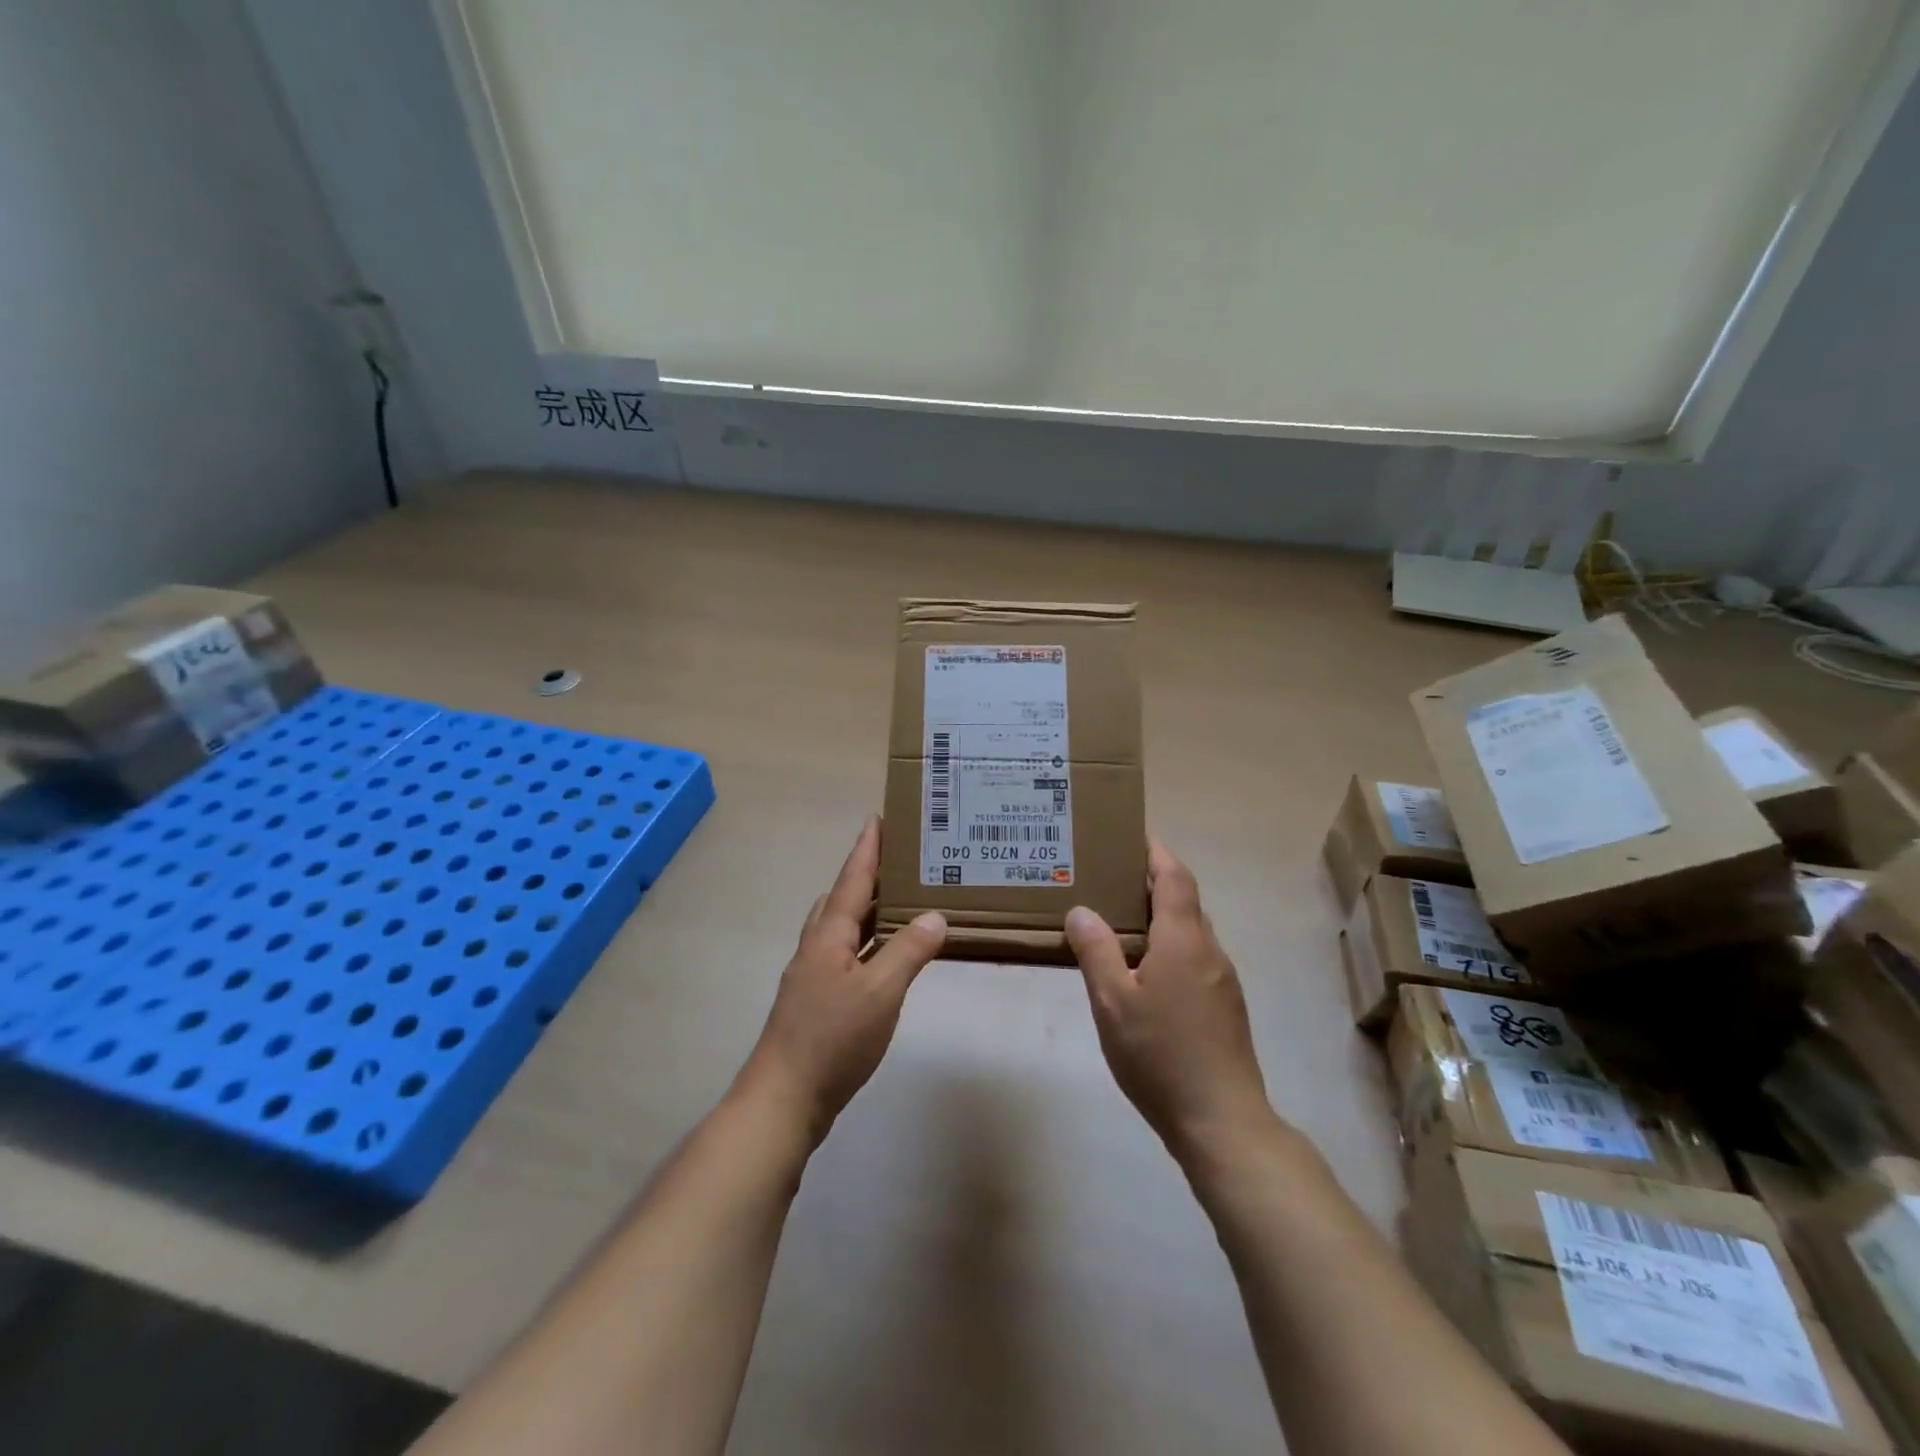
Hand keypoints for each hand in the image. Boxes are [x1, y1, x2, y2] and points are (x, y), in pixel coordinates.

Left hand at [740, 818, 946, 1144]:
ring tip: (899, 902)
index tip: (877, 818)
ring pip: (841, 928)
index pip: (852, 881)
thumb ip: (908, 952)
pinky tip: (885, 958)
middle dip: (867, 876)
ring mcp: (813, 976)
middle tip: (899, 861)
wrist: (784, 1098)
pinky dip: (866, 942)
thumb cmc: (832, 1039)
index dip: (867, 850)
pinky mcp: (817, 1001)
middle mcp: (817, 948)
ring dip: (866, 909)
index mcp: (828, 936)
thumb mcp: (880, 993)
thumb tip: (934, 915)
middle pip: (841, 899)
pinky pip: (845, 954)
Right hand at [1066, 839, 1271, 1157]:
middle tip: (1108, 877)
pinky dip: (1167, 946)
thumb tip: (1081, 910)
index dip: (1155, 852)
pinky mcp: (1225, 1007)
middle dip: (1151, 882)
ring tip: (1117, 921)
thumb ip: (1096, 951)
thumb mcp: (1113, 1002)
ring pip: (1189, 931)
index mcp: (1184, 939)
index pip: (1174, 877)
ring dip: (1158, 916)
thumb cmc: (1161, 1055)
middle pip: (1183, 900)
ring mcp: (1222, 980)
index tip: (1131, 835)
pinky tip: (1141, 971)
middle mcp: (1209, 950)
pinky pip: (1194, 958)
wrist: (1222, 1121)